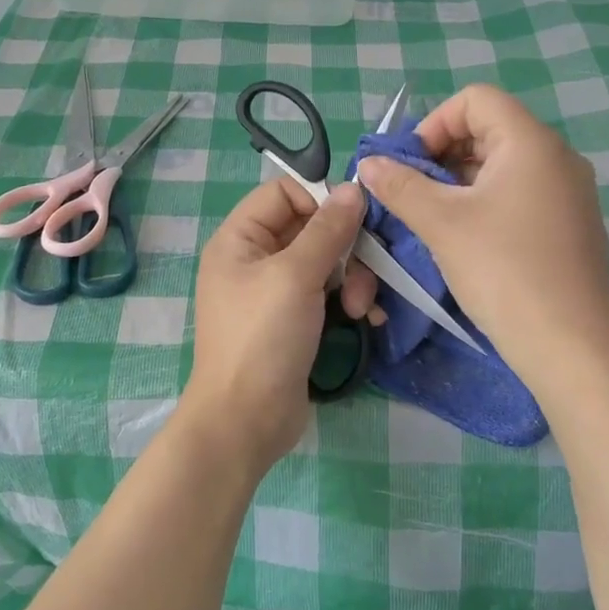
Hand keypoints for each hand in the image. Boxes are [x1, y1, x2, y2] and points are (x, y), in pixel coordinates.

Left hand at [177, 179, 375, 475]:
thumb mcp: (296, 276)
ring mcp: (275, 291)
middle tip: (365, 272)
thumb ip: (328, 230)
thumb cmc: (263, 338)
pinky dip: (348, 300)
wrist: (246, 422)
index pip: (284, 192)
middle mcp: (255, 258)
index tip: (355, 218)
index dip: (320, 199)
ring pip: (325, 261)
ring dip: (352, 278)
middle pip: (311, 227)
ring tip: (361, 308)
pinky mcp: (295, 320)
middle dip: (345, 248)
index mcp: (240, 238)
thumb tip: (354, 188)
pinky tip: (368, 320)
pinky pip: (327, 293)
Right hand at [358, 85, 608, 375]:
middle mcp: (556, 157)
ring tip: (432, 217)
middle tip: (413, 192)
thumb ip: (400, 185)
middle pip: (489, 128)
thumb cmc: (503, 269)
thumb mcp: (441, 223)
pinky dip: (486, 201)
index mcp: (530, 142)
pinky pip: (520, 192)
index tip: (412, 165)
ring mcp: (568, 192)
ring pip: (502, 164)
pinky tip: (465, 237)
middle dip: (442, 154)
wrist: (570, 344)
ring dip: (459, 180)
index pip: (476, 99)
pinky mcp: (569, 224)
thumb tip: (368, 164)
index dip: (435, 123)